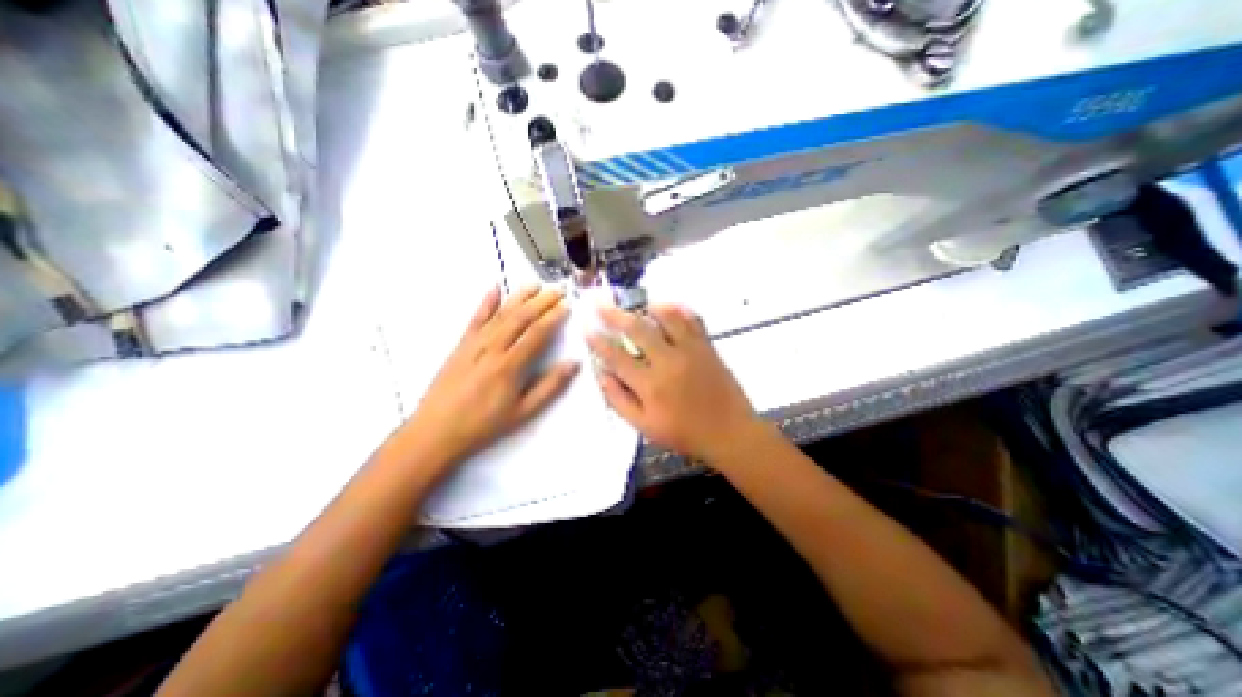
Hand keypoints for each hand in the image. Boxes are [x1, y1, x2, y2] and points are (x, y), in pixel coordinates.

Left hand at [408, 282, 582, 468]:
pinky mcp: (460, 345)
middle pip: (520, 318)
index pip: (537, 333)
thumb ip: (550, 387)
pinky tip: (494, 288)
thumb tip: (574, 364)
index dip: (553, 317)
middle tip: (558, 290)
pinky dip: (486, 302)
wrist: (435, 431)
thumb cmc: (483, 425)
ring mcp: (474, 344)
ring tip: (535, 285)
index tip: (567, 306)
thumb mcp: (523, 412)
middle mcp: (492, 348)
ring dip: (519, 297)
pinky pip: (475, 319)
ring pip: (500, 314)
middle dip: (541, 302)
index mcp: (510, 365)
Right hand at [585, 306, 766, 467]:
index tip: (587, 330)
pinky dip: (679, 310)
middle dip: (614, 314)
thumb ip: (619, 400)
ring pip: (666, 317)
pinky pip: (692, 319)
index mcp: (650, 384)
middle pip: (637, 329)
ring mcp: (690, 350)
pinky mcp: (707, 346)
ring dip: (648, 308)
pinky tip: (670, 307)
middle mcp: (668, 361)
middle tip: (600, 303)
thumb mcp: (644, 426)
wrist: (730, 432)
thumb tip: (602, 374)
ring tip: (638, 305)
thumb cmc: (684, 433)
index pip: (616, 357)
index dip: (598, 342)